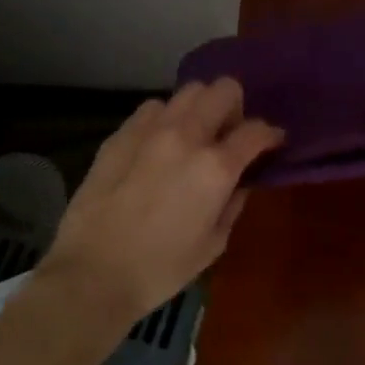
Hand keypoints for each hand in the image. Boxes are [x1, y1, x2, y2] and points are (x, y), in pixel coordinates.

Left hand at [39, 79, 282, 321]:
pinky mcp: (119, 135)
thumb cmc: (161, 269)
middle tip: (230, 134)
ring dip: (200, 108)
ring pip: (188, 91)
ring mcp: (149, 130)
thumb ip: (233, 204)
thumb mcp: (214, 244)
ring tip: (194, 135)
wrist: (93, 274)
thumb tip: (240, 181)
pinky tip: (160, 143)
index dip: (271, 135)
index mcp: (216, 168)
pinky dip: (166, 118)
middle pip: (224, 90)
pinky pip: (152, 109)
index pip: (257, 131)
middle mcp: (186, 136)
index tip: (272, 143)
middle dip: (236, 107)